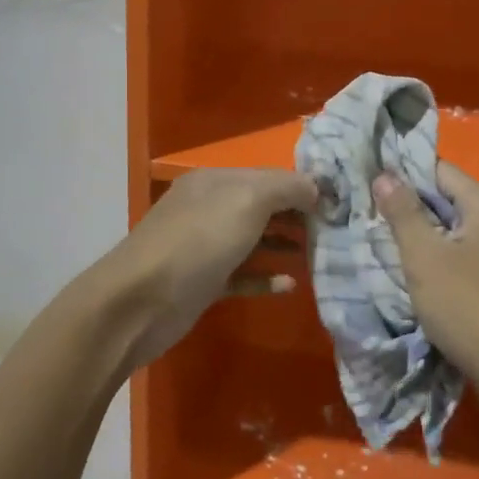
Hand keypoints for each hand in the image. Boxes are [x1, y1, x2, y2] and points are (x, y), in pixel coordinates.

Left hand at [96, 168, 317, 370]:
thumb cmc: (198, 241)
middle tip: (334, 231)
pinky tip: (290, 285)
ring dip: (283, 246)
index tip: (338, 203)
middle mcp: (208, 208)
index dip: (302, 186)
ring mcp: (203, 247)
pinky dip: (265, 279)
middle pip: (260, 207)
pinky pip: (242, 276)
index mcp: (215, 181)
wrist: (140, 302)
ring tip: (319, 255)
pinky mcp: (202, 283)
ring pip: (252, 241)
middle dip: (296, 215)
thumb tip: (316, 187)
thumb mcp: (247, 201)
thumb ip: (285, 188)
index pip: (267, 176)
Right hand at [372, 161, 478, 402]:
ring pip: (453, 234)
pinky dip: (437, 263)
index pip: (440, 171)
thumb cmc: (469, 307)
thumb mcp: (425, 257)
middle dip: (408, 208)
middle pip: (447, 201)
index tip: (368, 181)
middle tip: (365, 213)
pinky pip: (462, 261)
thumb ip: (403, 213)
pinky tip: (411, 277)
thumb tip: (384, 175)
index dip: (403, 173)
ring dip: (421, 239)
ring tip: (379, 243)